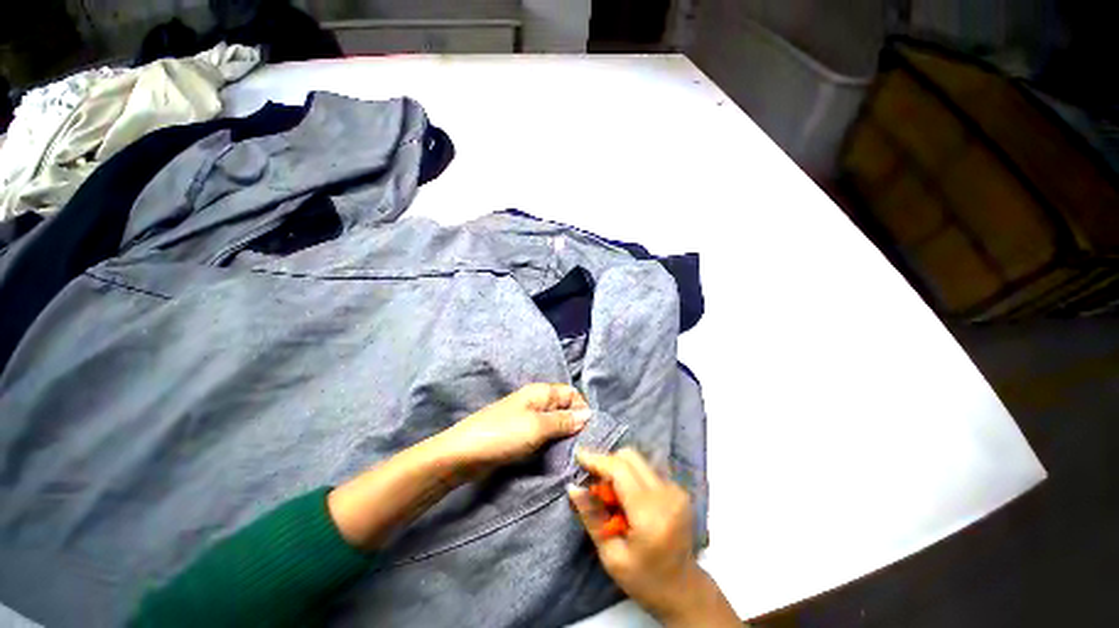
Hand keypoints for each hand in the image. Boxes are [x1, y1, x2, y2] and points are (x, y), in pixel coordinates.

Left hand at [432, 383, 590, 475]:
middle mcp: (536, 401)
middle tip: (583, 445)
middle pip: (565, 408)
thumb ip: (564, 420)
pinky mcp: (521, 433)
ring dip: (564, 435)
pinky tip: (556, 455)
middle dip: (575, 424)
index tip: (589, 431)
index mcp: (541, 392)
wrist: (463, 454)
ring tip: (572, 453)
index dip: (582, 409)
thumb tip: (589, 415)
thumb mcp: (537, 427)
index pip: (572, 393)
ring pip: (555, 422)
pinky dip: (551, 442)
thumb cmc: (503, 435)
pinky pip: (543, 434)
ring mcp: (528, 418)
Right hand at [568, 448, 739, 626]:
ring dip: (619, 469)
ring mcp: (676, 490)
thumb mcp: (611, 556)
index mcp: (650, 515)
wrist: (684, 590)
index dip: (597, 460)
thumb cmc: (644, 580)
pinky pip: (647, 470)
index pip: (620, 471)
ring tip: (611, 495)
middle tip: (594, 481)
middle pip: (630, 458)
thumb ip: (592, 517)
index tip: (578, 454)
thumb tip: (573, 487)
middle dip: (607, 462)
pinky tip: (628, 499)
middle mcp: (667, 495)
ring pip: (638, 461)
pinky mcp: (679, 489)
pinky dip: (632, 476)